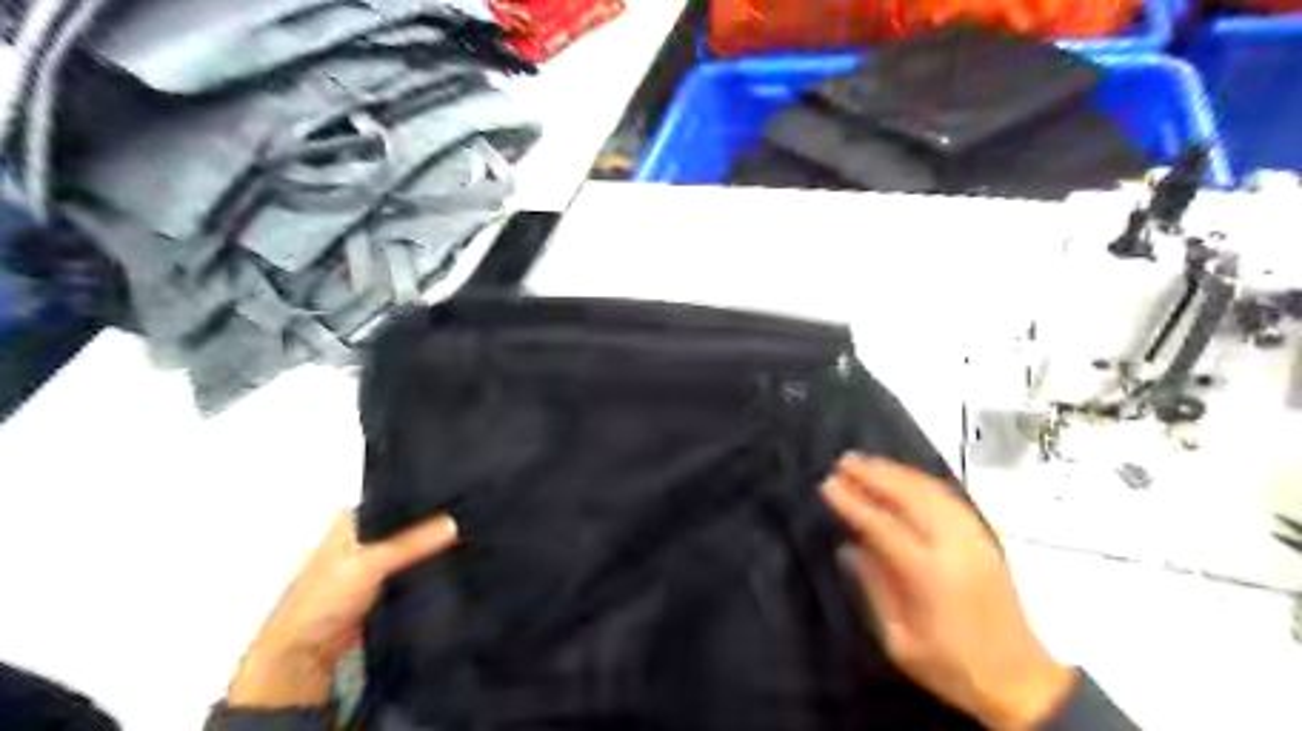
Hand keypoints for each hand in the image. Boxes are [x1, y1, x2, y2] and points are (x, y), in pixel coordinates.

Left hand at [224, 509, 455, 707]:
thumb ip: (412, 543)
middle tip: (470, 519)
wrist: (306, 657)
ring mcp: (375, 563)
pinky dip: (430, 567)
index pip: (398, 500)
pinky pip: (415, 569)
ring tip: (469, 536)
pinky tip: (453, 562)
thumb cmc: (324, 601)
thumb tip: (455, 522)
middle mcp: (365, 536)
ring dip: (434, 548)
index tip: (462, 499)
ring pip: (414, 548)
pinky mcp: (385, 586)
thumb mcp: (370, 564)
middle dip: (435, 524)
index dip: (428, 500)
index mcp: (354, 520)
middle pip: (409, 524)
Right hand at [817, 454, 1073, 727]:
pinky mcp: (985, 538)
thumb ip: (875, 588)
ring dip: (896, 472)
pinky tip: (904, 476)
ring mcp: (974, 538)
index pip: (882, 526)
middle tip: (844, 462)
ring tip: (867, 462)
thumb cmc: (952, 666)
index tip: (827, 485)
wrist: (1020, 680)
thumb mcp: (901, 641)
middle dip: (873, 475)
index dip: (852, 502)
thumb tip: (849, 547)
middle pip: (908, 497)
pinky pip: (948, 496)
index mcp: (929, 575)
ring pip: (930, 490)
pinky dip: (921, 480)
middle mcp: (953, 547)